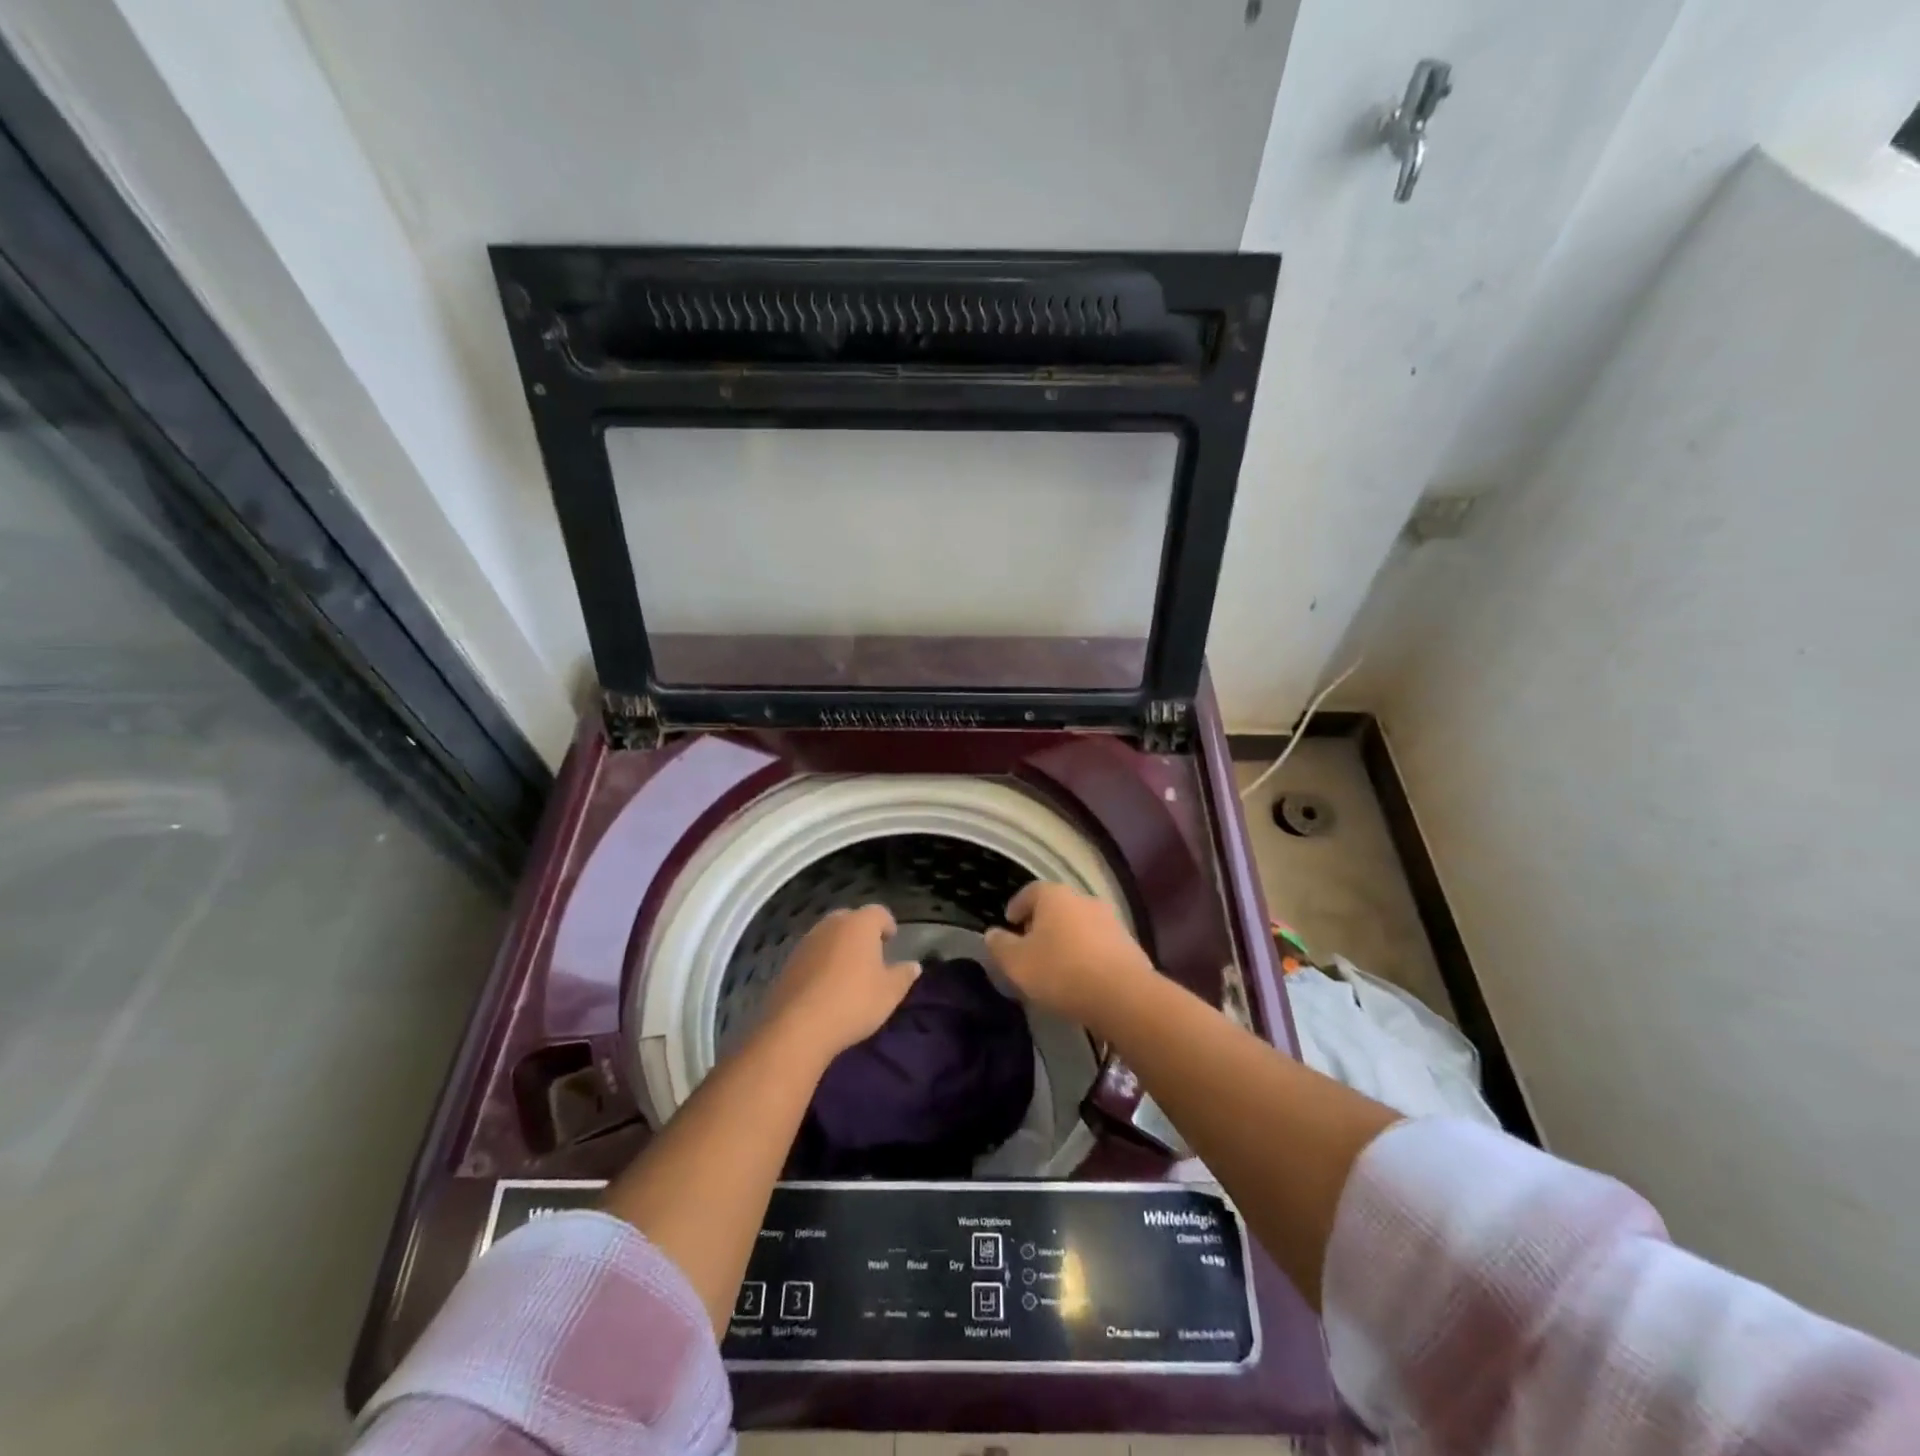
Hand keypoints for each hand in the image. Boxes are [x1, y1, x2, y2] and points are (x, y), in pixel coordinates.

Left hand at [760, 905, 920, 1064]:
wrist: (798, 1027)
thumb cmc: (854, 1002)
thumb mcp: (889, 993)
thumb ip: (903, 975)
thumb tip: (913, 965)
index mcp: (859, 924)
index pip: (878, 912)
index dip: (887, 924)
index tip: (891, 940)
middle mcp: (831, 925)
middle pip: (850, 919)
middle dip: (861, 932)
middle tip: (870, 954)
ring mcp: (806, 942)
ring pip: (828, 936)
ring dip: (839, 947)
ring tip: (848, 972)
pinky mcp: (788, 963)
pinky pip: (812, 955)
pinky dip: (821, 963)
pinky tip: (825, 986)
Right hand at [984, 882, 1155, 1029]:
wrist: (1122, 995)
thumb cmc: (1060, 972)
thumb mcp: (1016, 963)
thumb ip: (999, 945)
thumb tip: (992, 934)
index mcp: (1054, 895)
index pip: (1030, 892)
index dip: (1017, 907)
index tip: (1010, 924)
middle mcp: (1083, 899)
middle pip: (1057, 907)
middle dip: (1042, 924)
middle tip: (1030, 946)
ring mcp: (1110, 920)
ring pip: (1080, 925)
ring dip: (1067, 939)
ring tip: (1056, 965)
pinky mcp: (1129, 944)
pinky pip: (1099, 944)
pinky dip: (1087, 954)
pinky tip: (1082, 977)